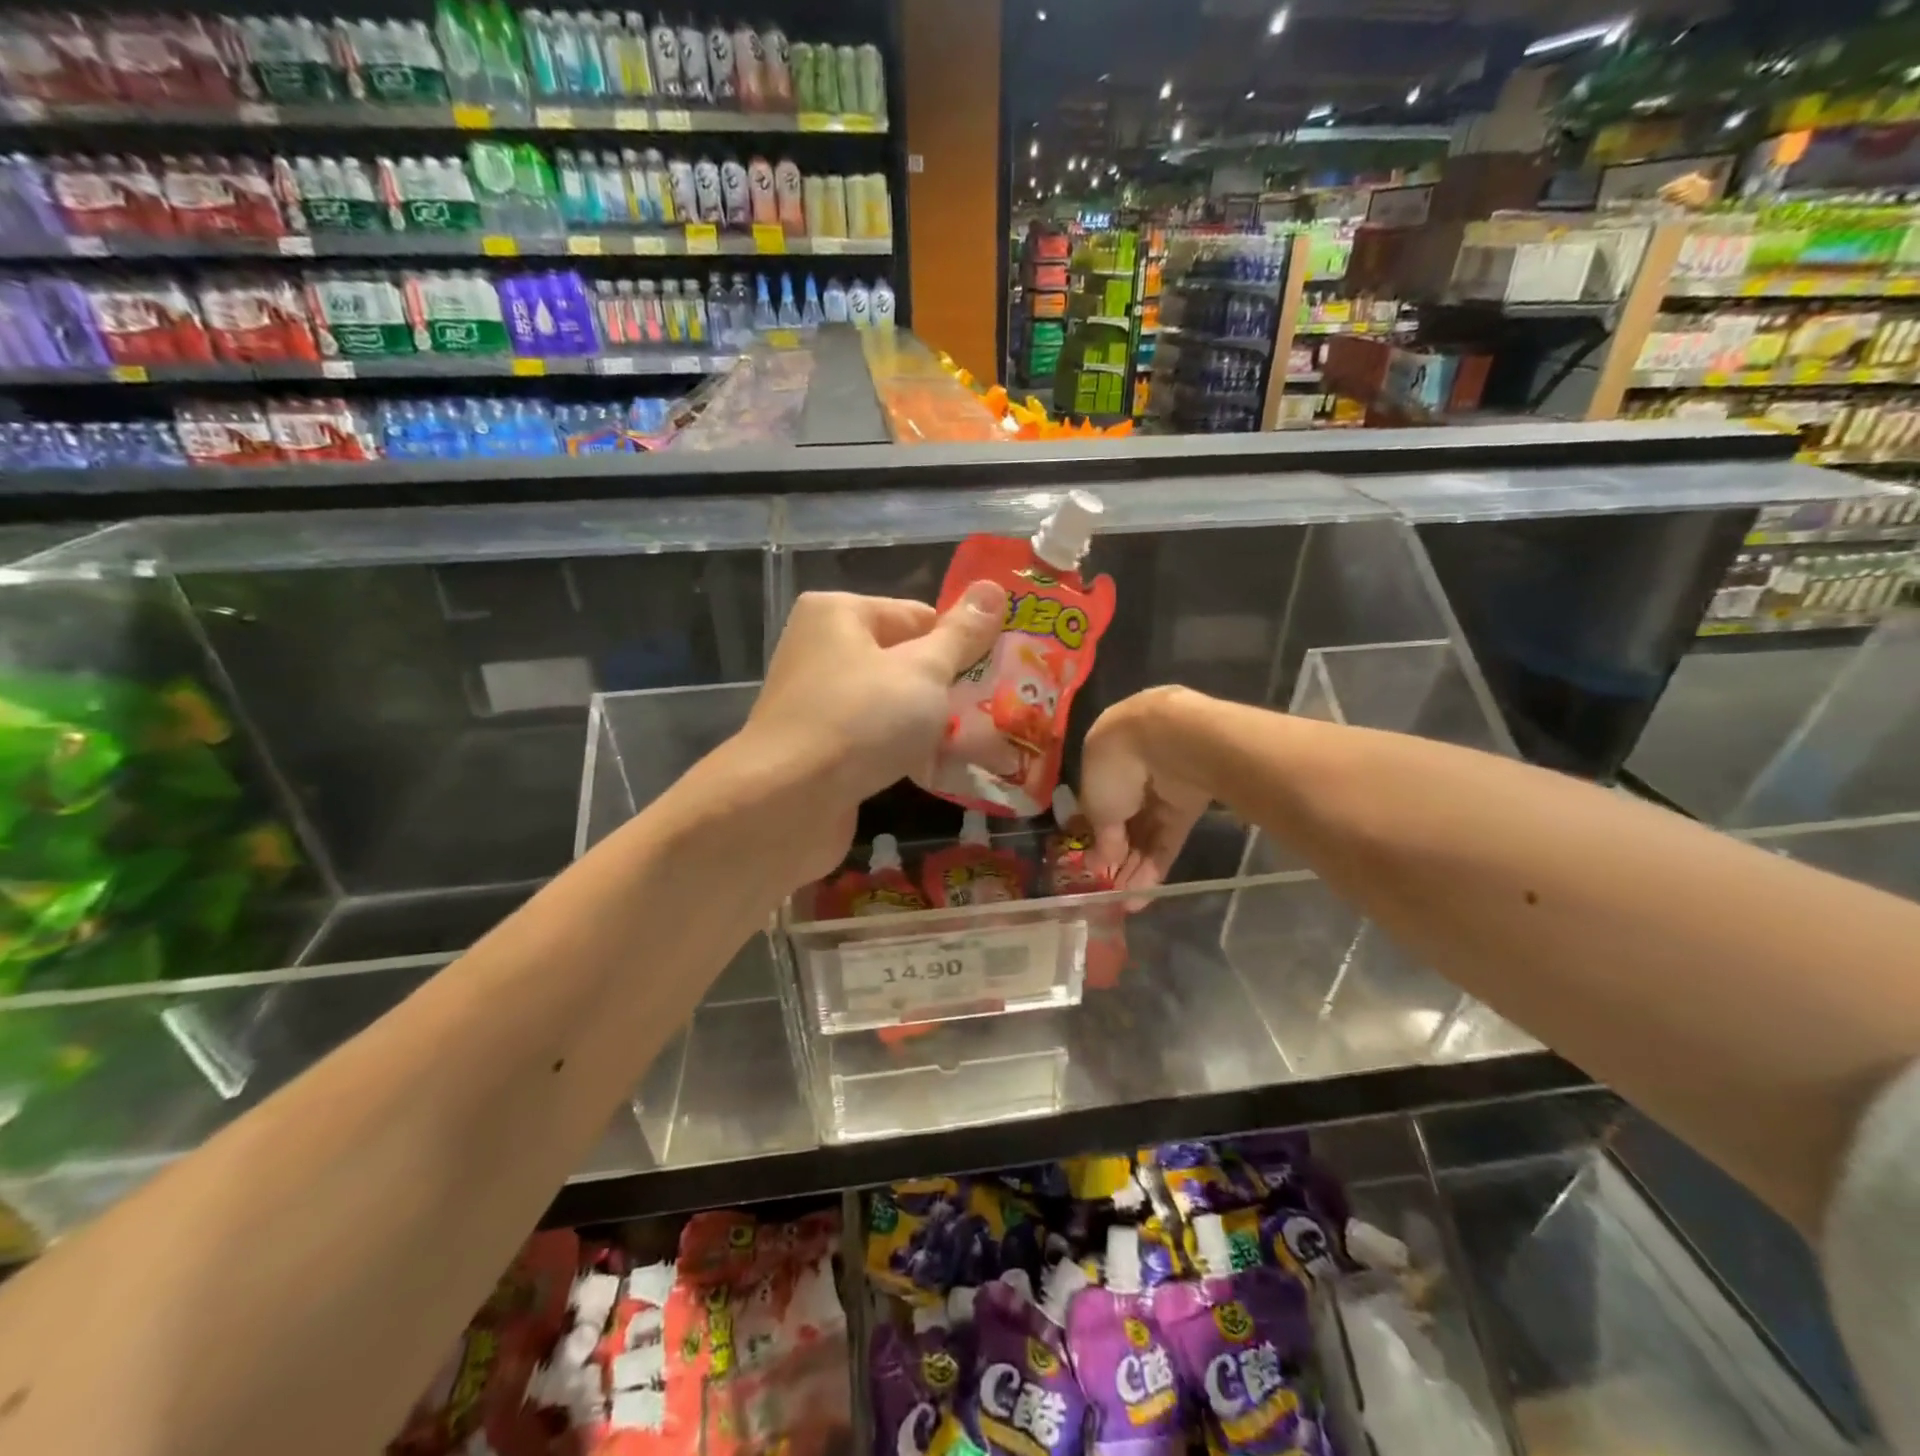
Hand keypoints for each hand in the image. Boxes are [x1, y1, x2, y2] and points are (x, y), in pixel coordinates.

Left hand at [739, 584, 1002, 881]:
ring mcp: (818, 703)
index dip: (960, 645)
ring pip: (892, 706)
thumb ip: (961, 635)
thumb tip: (993, 588)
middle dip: (949, 690)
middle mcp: (822, 651)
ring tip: (979, 747)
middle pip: (905, 662)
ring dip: (931, 727)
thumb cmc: (861, 720)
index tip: (997, 677)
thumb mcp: (923, 671)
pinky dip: (904, 753)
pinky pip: (875, 741)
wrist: (786, 804)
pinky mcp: (820, 750)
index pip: (918, 617)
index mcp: (839, 614)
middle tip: (995, 714)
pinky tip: (940, 772)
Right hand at [1079, 686, 1214, 900]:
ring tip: (1127, 902)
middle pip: (1125, 821)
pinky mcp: (1190, 803)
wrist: (1170, 740)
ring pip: (1147, 833)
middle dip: (1118, 858)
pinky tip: (1144, 894)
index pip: (1099, 802)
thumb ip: (1101, 835)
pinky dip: (1157, 864)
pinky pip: (1169, 837)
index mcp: (1104, 758)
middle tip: (1110, 891)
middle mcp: (1134, 770)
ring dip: (1136, 868)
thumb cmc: (1115, 765)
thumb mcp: (1095, 804)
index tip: (1093, 863)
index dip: (1096, 834)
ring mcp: (1163, 788)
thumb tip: (1103, 861)